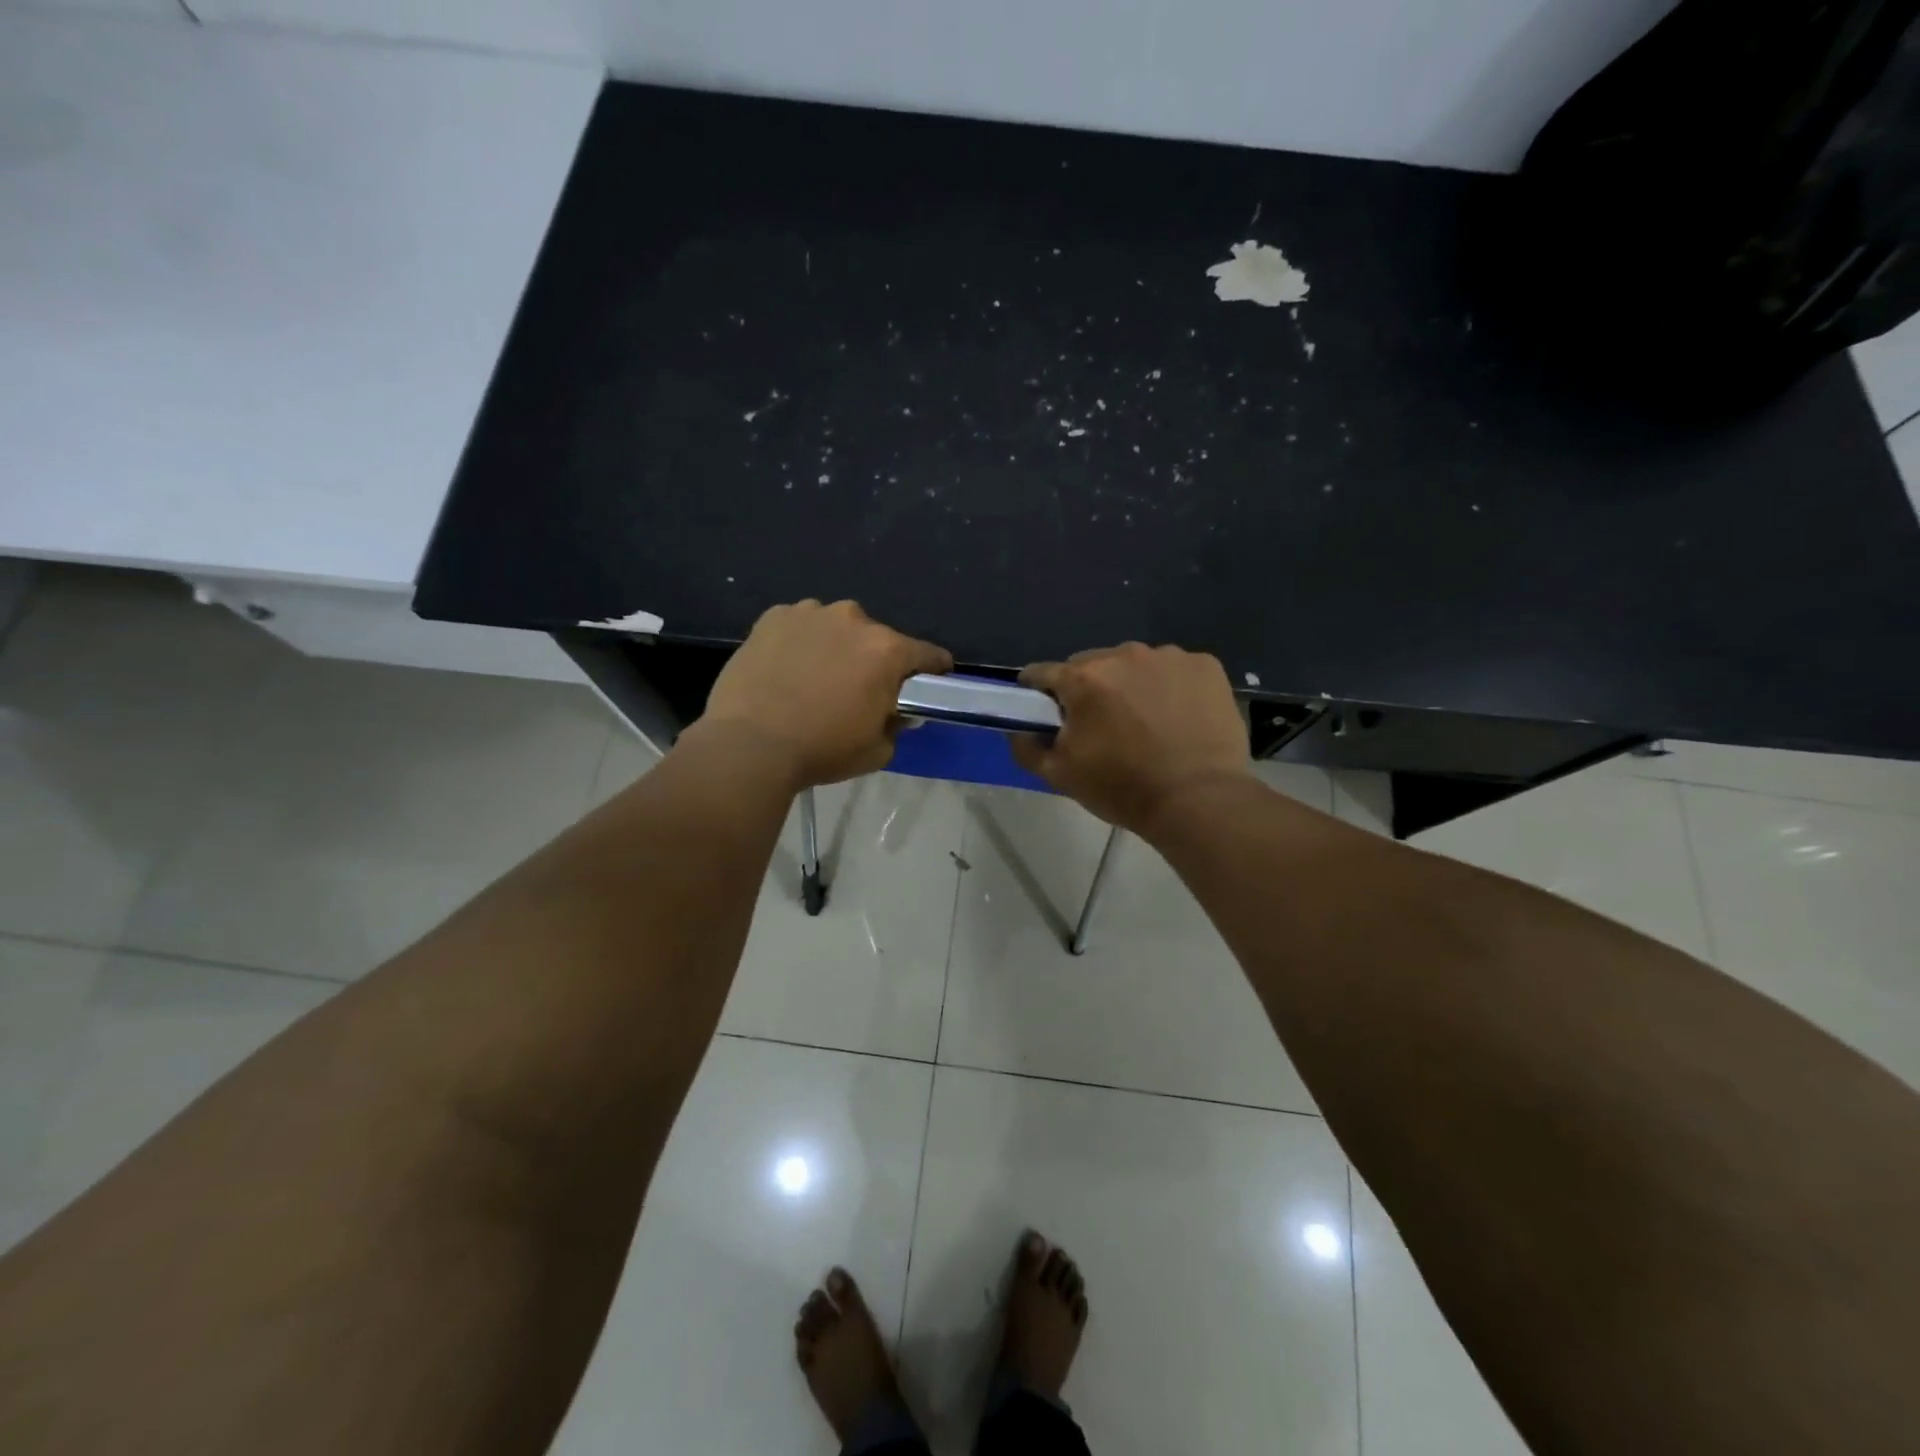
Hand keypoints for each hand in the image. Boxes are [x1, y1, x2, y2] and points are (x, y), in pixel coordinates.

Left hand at [699, 599, 952, 788]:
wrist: (749, 745)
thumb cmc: (821, 750)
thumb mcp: (877, 750)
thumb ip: (897, 725)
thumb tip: (896, 711)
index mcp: (887, 650)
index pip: (928, 654)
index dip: (933, 670)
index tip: (930, 682)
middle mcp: (853, 620)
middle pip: (878, 638)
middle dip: (875, 660)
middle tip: (858, 690)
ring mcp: (810, 613)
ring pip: (837, 628)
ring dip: (836, 646)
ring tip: (816, 678)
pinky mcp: (773, 617)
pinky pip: (800, 626)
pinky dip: (801, 642)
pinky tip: (786, 668)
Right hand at [1010, 643, 1251, 833]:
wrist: (1199, 800)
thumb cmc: (1123, 788)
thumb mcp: (1060, 776)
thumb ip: (1026, 747)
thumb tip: (1018, 729)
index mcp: (1083, 678)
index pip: (1042, 672)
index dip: (1036, 692)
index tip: (1043, 712)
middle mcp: (1123, 654)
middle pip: (1090, 665)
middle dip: (1088, 689)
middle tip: (1100, 726)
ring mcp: (1168, 656)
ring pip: (1134, 664)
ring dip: (1130, 685)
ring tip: (1145, 723)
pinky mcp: (1205, 665)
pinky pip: (1174, 669)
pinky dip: (1170, 686)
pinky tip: (1178, 717)